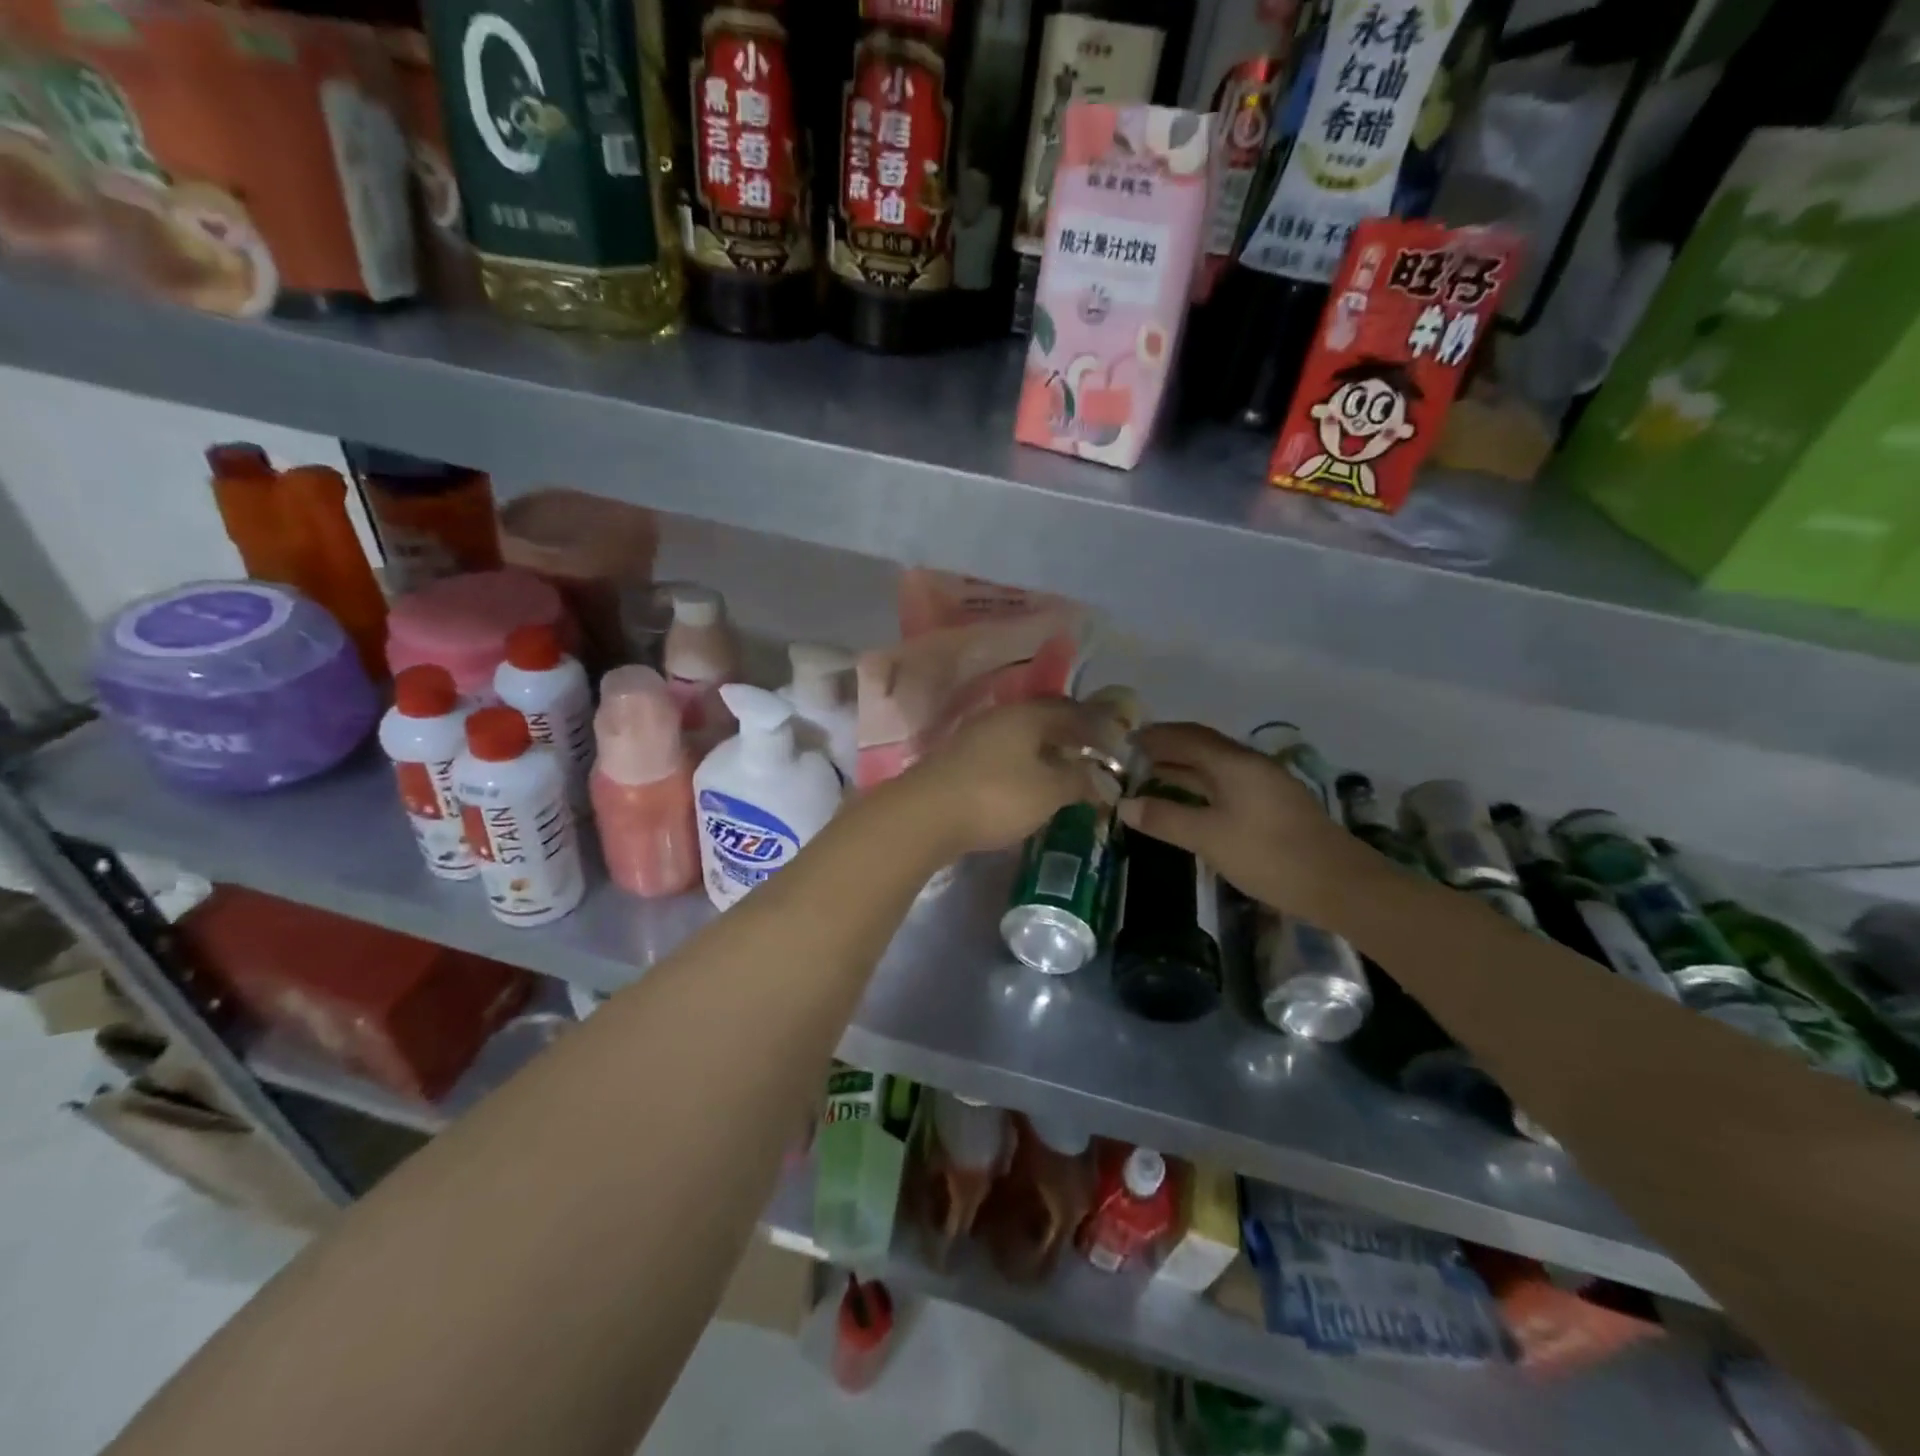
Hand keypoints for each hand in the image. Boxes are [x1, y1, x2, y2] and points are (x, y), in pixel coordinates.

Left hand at [898, 698, 1109, 857]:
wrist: (924, 815)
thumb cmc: (996, 796)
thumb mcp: (1049, 791)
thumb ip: (1079, 780)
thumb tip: (1102, 777)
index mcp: (1027, 714)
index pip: (1071, 710)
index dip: (1096, 725)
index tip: (1113, 743)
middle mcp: (1001, 716)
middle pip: (1044, 720)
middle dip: (1070, 737)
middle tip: (1091, 758)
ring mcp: (975, 737)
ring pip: (1021, 737)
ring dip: (1044, 751)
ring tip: (1063, 773)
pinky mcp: (958, 760)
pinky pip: (1002, 754)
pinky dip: (1022, 764)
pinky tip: (1028, 784)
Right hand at [1118, 723, 1369, 920]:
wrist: (1340, 886)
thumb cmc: (1269, 855)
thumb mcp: (1209, 838)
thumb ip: (1165, 818)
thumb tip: (1124, 805)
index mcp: (1234, 763)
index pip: (1186, 738)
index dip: (1155, 736)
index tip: (1125, 739)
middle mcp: (1250, 765)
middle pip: (1202, 746)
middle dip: (1168, 747)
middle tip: (1133, 756)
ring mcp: (1265, 785)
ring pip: (1215, 765)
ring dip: (1184, 766)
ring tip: (1151, 774)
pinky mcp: (1273, 806)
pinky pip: (1226, 782)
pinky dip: (1201, 784)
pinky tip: (1190, 799)